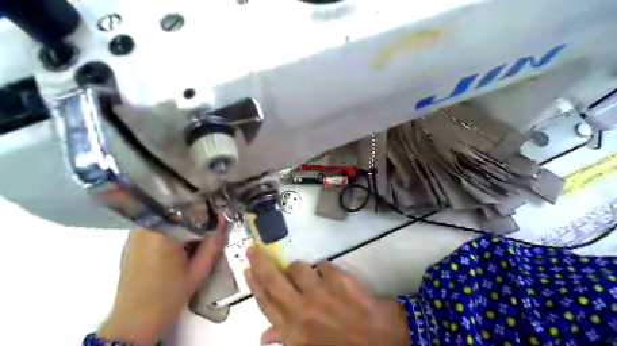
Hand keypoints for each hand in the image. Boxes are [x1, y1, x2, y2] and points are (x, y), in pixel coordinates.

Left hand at [97, 218, 225, 343]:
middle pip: (179, 209)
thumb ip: (213, 241)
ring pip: (168, 214)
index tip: (220, 215)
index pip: (192, 210)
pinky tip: (179, 238)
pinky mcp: (132, 238)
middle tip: (211, 222)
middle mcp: (146, 227)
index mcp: (163, 234)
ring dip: (184, 219)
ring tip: (196, 231)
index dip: (209, 210)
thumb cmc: (170, 295)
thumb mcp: (199, 270)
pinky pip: (158, 222)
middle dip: (197, 213)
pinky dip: (172, 225)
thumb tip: (224, 217)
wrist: (135, 319)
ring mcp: (136, 232)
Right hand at [246, 247, 407, 344]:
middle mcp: (301, 308)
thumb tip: (263, 338)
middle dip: (260, 262)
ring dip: (298, 268)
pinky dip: (323, 269)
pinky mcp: (337, 278)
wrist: (380, 338)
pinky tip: (329, 277)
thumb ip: (285, 341)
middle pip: (273, 280)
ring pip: (298, 267)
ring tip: (306, 275)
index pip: (266, 302)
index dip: (254, 284)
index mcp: (293, 330)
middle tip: (253, 249)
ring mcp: (320, 291)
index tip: (247, 269)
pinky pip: (322, 264)